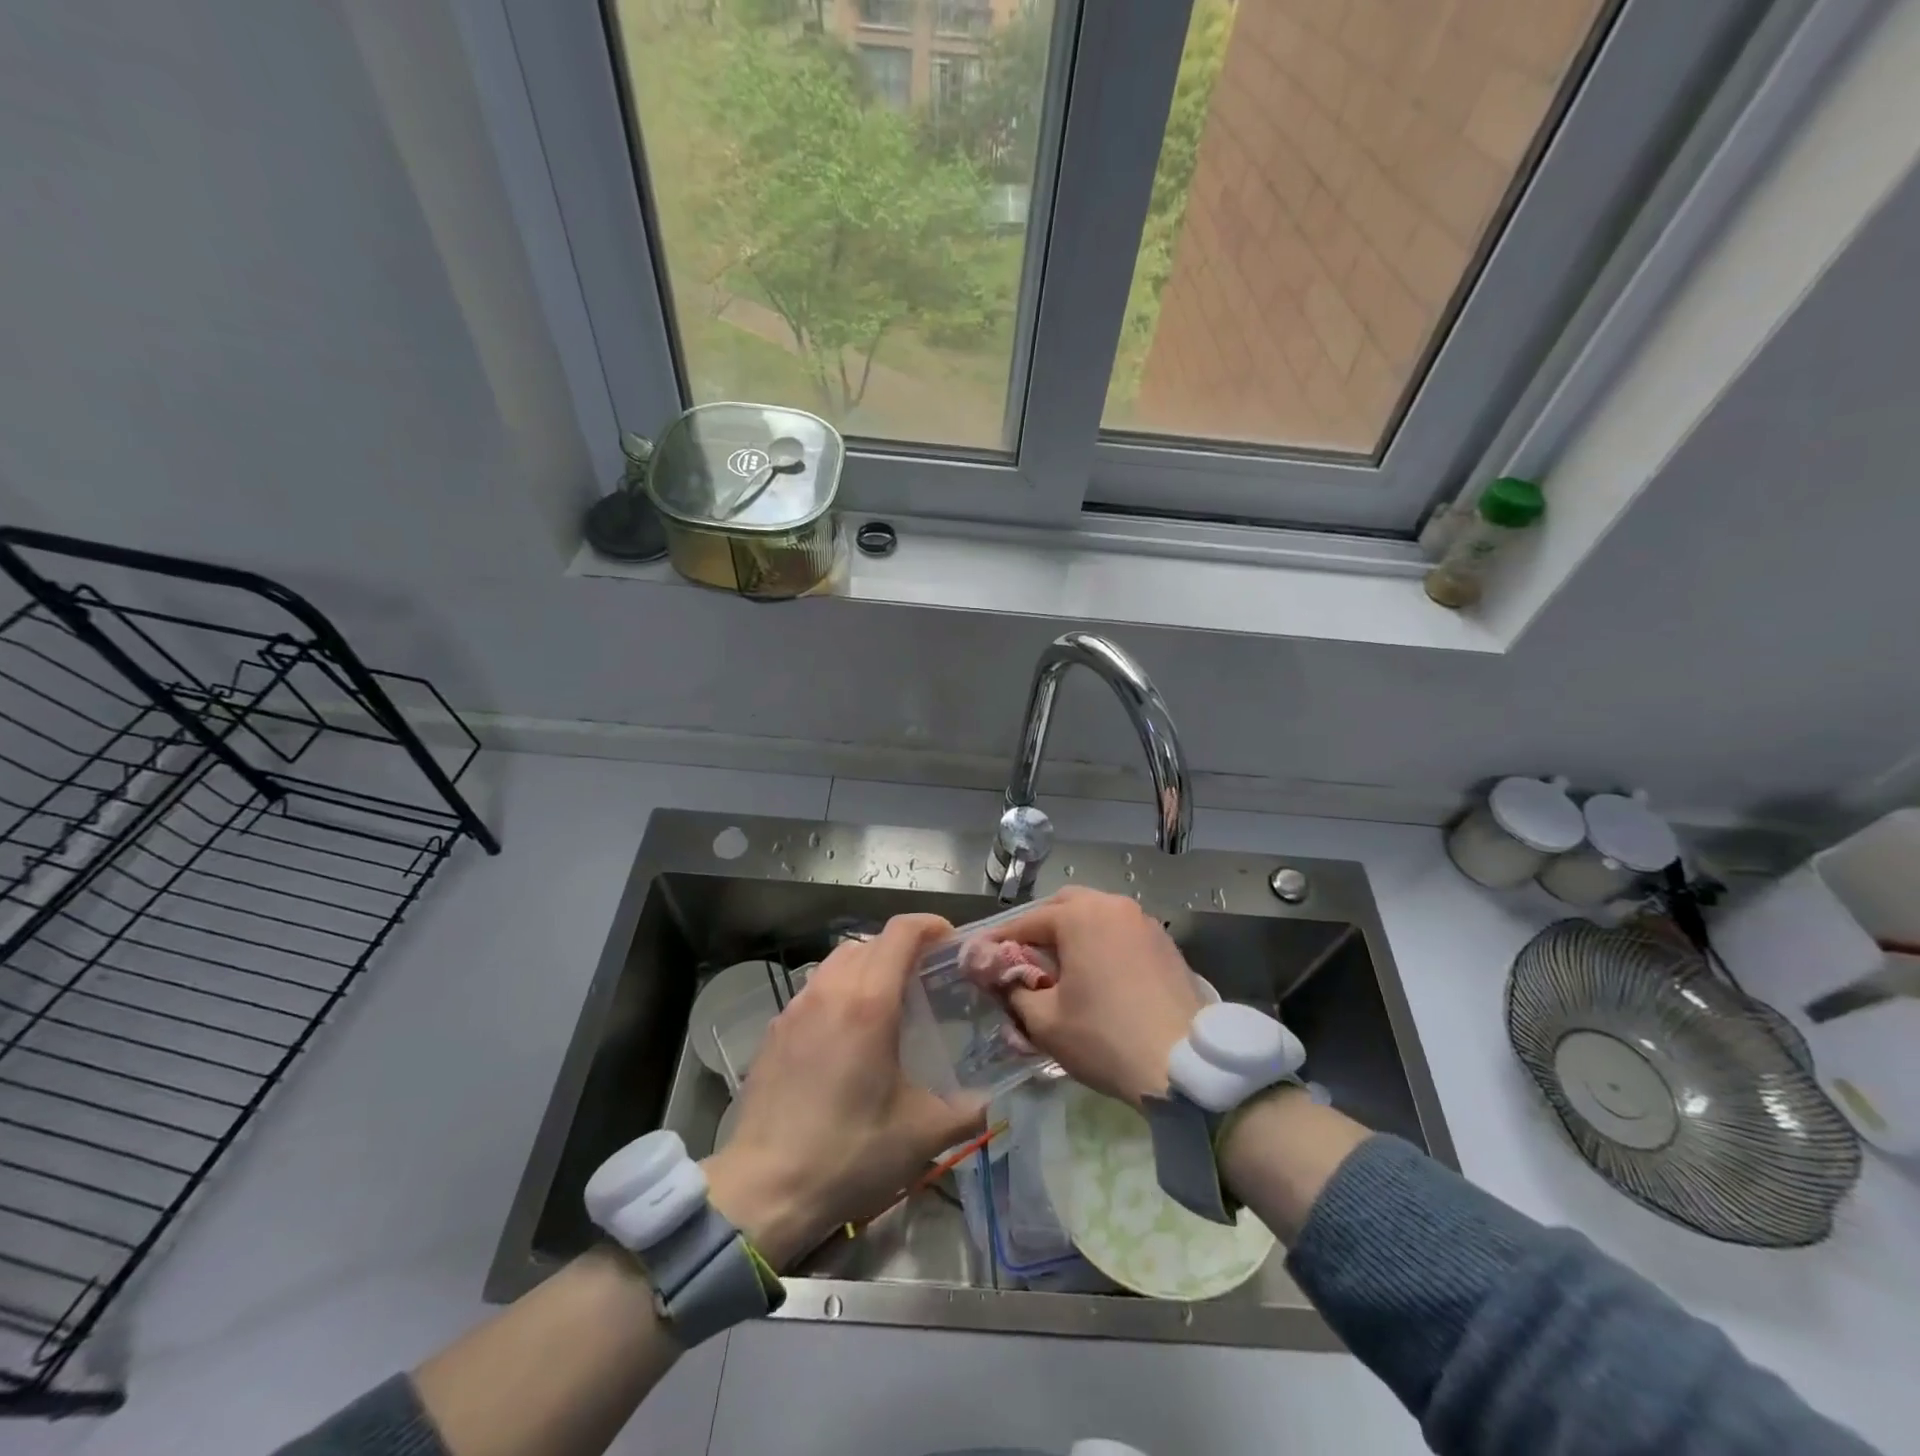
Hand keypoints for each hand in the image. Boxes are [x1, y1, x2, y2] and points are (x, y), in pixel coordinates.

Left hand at [702, 914, 984, 1269]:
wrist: (764, 1190)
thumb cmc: (849, 1154)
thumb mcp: (921, 1135)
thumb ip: (966, 1111)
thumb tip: (988, 1101)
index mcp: (869, 1002)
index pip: (901, 932)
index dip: (930, 925)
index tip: (951, 943)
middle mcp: (830, 991)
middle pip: (870, 941)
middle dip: (902, 948)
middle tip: (926, 979)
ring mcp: (795, 1008)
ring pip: (837, 961)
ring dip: (867, 967)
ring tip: (886, 1004)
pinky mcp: (774, 1031)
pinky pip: (814, 990)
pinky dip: (838, 992)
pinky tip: (846, 1037)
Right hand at [996, 886, 1202, 1107]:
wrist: (1185, 1065)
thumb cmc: (1105, 1038)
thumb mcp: (1044, 1021)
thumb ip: (1014, 990)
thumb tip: (1003, 978)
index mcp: (1080, 916)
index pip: (1026, 922)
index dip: (999, 941)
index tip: (979, 958)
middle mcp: (1113, 906)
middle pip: (1064, 907)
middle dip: (1039, 929)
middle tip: (1023, 960)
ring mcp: (1145, 922)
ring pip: (1096, 917)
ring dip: (1073, 935)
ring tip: (1060, 968)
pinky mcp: (1166, 944)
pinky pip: (1121, 933)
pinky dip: (1102, 945)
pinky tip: (1098, 976)